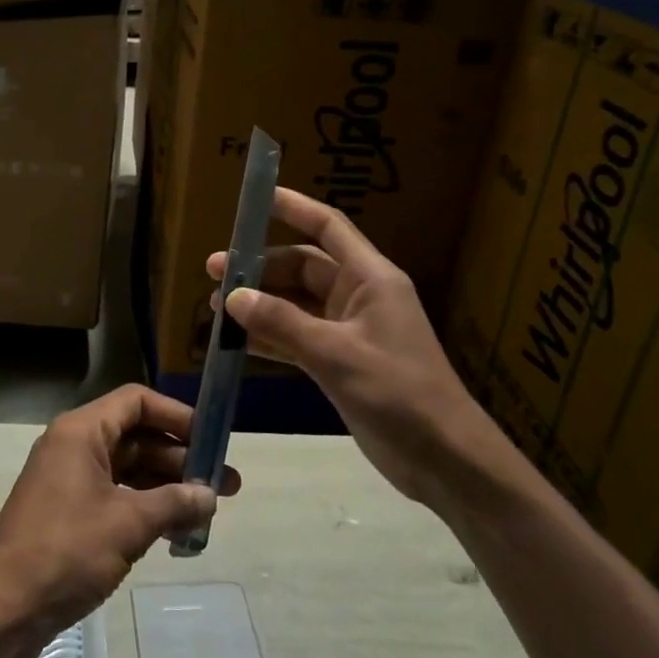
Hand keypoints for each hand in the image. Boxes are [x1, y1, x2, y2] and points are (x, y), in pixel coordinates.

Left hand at [0, 385, 241, 649]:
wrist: (3, 609)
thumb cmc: (65, 551)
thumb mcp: (127, 525)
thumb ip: (173, 504)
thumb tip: (209, 495)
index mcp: (81, 431)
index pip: (136, 402)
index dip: (176, 416)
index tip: (212, 440)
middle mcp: (74, 446)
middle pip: (136, 436)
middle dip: (180, 458)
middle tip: (224, 485)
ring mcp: (69, 480)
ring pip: (128, 468)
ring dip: (166, 486)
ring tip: (208, 511)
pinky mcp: (68, 512)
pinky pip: (115, 495)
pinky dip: (145, 507)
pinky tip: (176, 530)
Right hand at [210, 187, 512, 516]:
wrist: (444, 459)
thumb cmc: (399, 394)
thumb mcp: (336, 355)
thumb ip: (282, 324)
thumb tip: (232, 296)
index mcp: (370, 278)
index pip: (327, 228)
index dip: (293, 207)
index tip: (255, 197)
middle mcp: (358, 295)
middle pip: (302, 267)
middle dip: (259, 268)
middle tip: (214, 273)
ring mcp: (349, 329)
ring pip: (295, 303)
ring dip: (260, 303)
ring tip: (215, 309)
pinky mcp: (341, 360)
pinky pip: (297, 335)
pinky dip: (270, 336)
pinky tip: (238, 341)